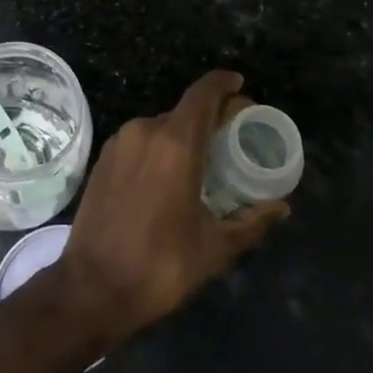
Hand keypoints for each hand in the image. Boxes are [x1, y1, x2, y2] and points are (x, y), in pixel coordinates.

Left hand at [53, 71, 287, 349]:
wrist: (91, 288)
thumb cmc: (159, 266)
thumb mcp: (214, 248)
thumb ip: (251, 222)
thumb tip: (281, 207)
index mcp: (174, 143)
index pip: (203, 95)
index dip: (223, 84)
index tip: (240, 85)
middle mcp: (144, 132)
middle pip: (184, 111)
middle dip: (210, 118)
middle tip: (232, 137)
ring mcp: (119, 144)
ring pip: (160, 127)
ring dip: (183, 135)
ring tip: (204, 161)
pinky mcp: (102, 160)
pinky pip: (140, 142)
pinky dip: (160, 148)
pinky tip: (169, 175)